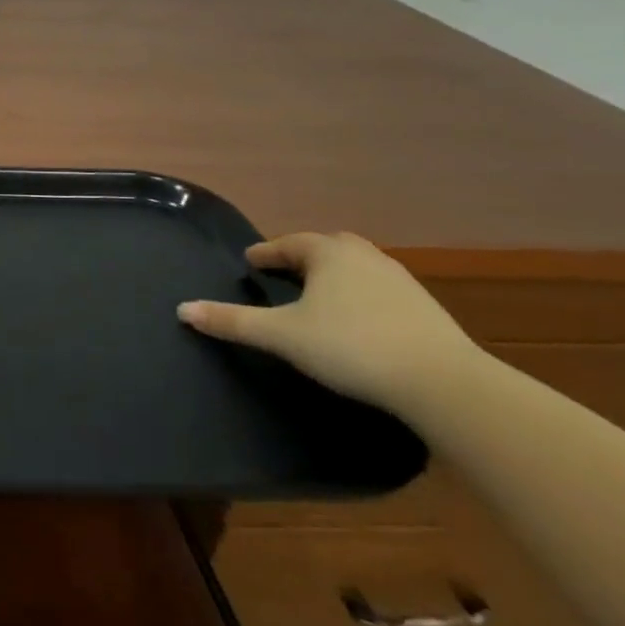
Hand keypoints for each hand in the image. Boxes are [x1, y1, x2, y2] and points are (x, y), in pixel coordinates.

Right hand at [177, 232, 482, 413]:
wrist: (442, 382)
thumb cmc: (350, 347)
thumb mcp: (282, 335)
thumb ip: (233, 321)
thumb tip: (182, 309)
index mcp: (328, 253)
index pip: (288, 244)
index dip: (266, 253)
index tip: (251, 262)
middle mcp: (364, 257)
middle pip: (326, 248)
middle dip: (303, 257)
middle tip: (284, 273)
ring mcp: (399, 281)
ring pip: (356, 268)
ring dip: (334, 276)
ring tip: (319, 296)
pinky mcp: (425, 309)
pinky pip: (380, 290)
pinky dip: (360, 296)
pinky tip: (357, 320)